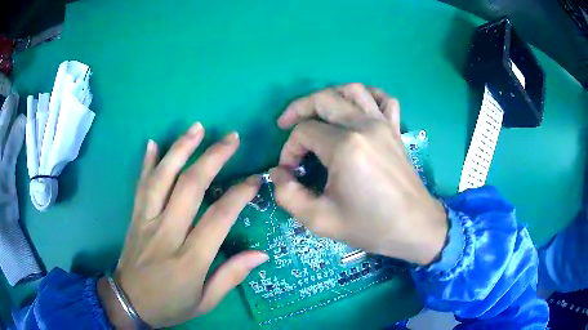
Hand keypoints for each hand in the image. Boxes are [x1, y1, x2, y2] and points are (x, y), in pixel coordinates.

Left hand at [98, 123, 267, 327]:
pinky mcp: (134, 217)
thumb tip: (261, 254)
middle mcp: (167, 233)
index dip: (239, 194)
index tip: (255, 179)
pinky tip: (153, 142)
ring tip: (197, 128)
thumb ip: (231, 276)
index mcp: (190, 259)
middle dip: (213, 157)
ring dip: (180, 149)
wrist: (129, 302)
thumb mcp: (206, 301)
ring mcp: (146, 221)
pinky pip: (141, 185)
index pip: (219, 217)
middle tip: (232, 138)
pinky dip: (146, 162)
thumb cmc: (170, 305)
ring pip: (163, 178)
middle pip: (190, 186)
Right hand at [271, 83, 446, 265]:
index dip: (289, 149)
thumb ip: (288, 195)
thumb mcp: (320, 220)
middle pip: (324, 99)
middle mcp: (364, 125)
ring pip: (352, 90)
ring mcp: (383, 124)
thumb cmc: (370, 226)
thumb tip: (277, 173)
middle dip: (298, 109)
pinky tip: (358, 106)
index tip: (290, 171)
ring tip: (316, 111)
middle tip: (285, 124)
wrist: (413, 227)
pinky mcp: (395, 129)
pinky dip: (368, 95)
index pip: (304, 132)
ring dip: (329, 95)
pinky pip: (383, 99)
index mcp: (345, 147)